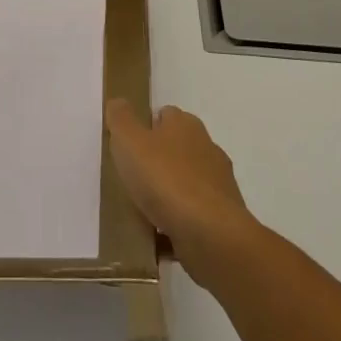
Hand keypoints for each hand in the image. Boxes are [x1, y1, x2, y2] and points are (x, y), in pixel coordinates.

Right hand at [106, 99, 258, 284]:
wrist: (210, 235)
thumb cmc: (165, 179)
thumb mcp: (130, 141)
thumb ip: (120, 119)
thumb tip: (118, 103)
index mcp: (186, 125)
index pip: (165, 115)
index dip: (146, 127)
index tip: (128, 146)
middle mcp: (207, 148)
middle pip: (177, 149)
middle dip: (157, 162)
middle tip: (132, 178)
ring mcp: (218, 185)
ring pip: (185, 184)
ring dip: (168, 195)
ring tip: (142, 212)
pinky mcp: (222, 218)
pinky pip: (193, 216)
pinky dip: (178, 224)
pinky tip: (159, 238)